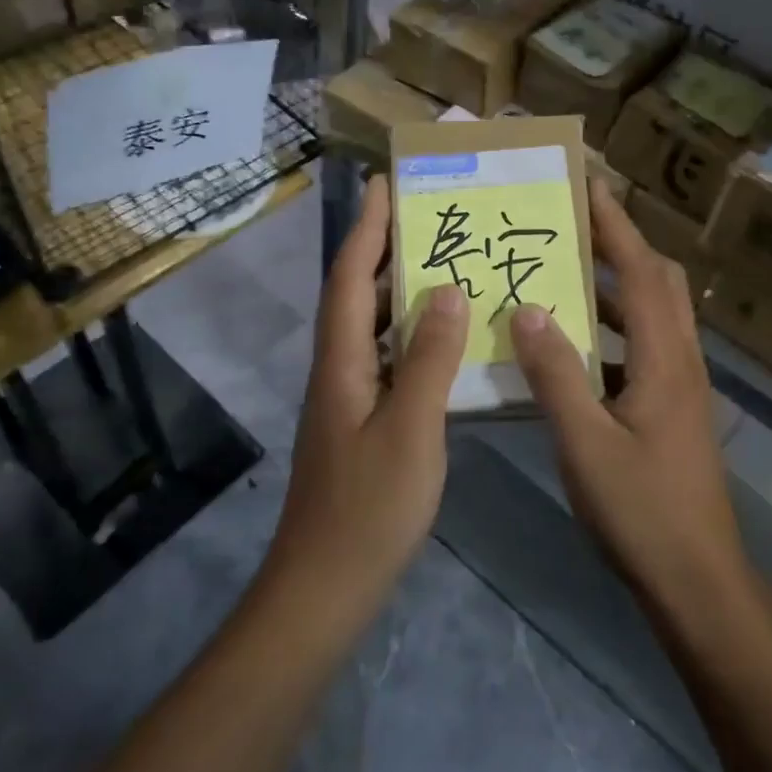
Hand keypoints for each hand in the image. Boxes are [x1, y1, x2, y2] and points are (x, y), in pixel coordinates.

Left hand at [268, 175, 470, 609]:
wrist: (324, 589)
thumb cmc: (368, 510)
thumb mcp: (411, 429)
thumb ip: (430, 358)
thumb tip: (445, 289)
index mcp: (343, 363)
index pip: (349, 278)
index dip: (366, 227)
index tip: (384, 183)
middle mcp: (339, 370)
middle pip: (356, 295)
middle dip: (383, 248)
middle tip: (427, 216)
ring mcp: (349, 399)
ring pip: (372, 328)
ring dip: (399, 291)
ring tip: (444, 264)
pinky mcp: (362, 424)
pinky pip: (389, 360)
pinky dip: (413, 337)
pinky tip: (447, 341)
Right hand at [509, 181, 750, 618]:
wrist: (698, 581)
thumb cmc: (642, 511)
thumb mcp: (585, 443)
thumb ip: (555, 374)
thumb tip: (529, 308)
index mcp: (664, 358)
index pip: (639, 271)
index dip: (614, 225)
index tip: (588, 185)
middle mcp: (681, 360)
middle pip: (658, 281)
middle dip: (620, 245)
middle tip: (573, 226)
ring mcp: (682, 386)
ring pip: (653, 314)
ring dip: (616, 287)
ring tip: (565, 276)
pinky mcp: (674, 410)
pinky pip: (644, 347)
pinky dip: (614, 330)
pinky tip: (575, 348)